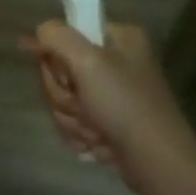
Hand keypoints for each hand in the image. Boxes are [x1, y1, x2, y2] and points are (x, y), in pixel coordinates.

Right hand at [20, 20, 195, 194]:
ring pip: (65, 99)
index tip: (63, 75)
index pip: (66, 32)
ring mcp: (112, 94)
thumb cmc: (125, 105)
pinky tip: (98, 143)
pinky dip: (80, 135)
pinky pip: (74, 121)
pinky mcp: (109, 121)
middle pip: (60, 69)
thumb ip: (56, 36)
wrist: (156, 162)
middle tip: (84, 105)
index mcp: (118, 38)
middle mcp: (116, 61)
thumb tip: (39, 32)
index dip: (54, 55)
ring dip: (72, 118)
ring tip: (96, 129)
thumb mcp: (88, 61)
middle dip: (64, 94)